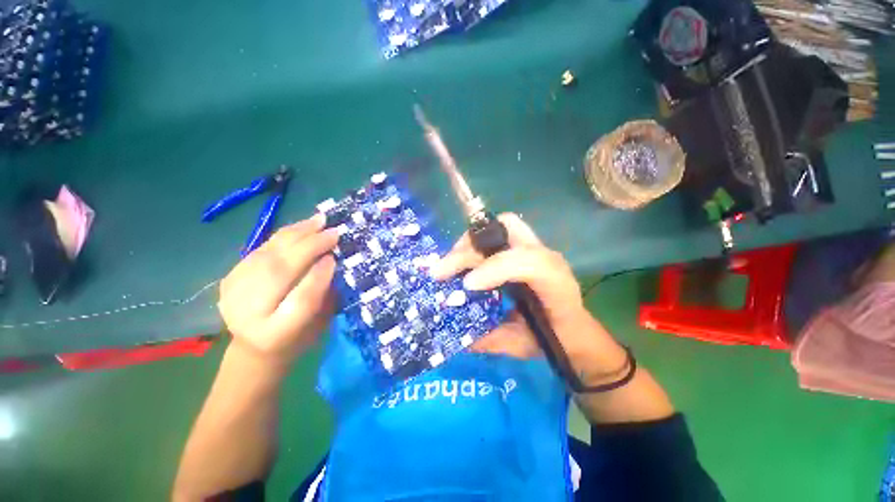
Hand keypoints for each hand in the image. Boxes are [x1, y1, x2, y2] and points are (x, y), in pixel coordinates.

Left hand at [218, 214, 338, 365]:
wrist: (254, 347)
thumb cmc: (298, 337)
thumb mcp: (319, 323)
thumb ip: (325, 294)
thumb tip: (331, 259)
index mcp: (277, 334)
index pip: (300, 301)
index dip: (318, 276)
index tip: (335, 256)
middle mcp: (249, 314)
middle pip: (279, 272)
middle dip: (309, 247)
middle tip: (333, 231)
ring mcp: (233, 294)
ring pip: (267, 255)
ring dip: (296, 235)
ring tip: (319, 221)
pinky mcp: (229, 278)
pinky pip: (259, 250)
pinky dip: (283, 236)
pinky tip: (301, 227)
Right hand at [430, 214, 627, 381]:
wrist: (573, 329)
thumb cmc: (550, 339)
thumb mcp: (521, 345)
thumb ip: (491, 339)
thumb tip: (456, 332)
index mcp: (556, 284)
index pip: (529, 262)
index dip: (495, 268)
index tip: (467, 285)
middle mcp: (547, 257)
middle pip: (508, 229)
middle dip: (469, 247)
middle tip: (442, 269)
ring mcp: (537, 247)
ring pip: (501, 225)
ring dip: (468, 242)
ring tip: (448, 262)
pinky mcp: (525, 246)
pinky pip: (497, 233)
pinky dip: (475, 243)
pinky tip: (460, 260)